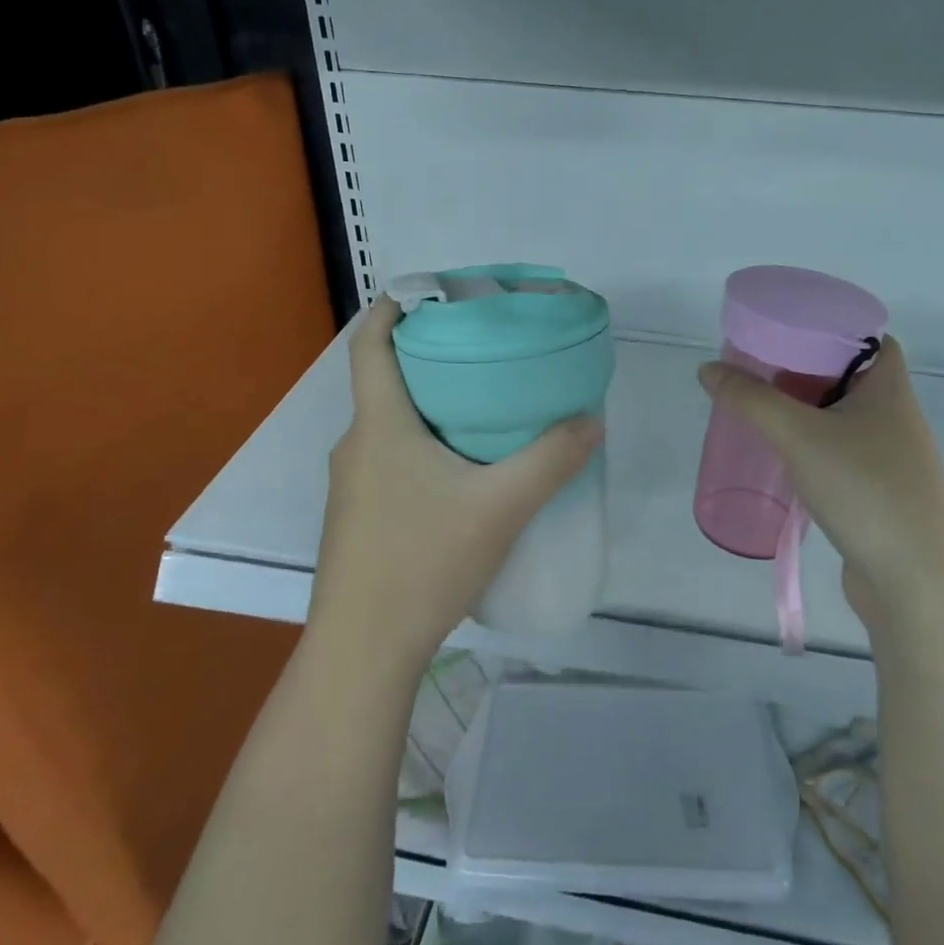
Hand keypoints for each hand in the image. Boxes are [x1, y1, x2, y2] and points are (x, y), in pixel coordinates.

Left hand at [309, 297, 603, 675]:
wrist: (363, 650)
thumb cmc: (422, 561)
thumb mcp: (501, 507)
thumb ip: (551, 460)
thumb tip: (592, 421)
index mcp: (378, 425)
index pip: (370, 343)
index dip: (396, 307)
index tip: (437, 294)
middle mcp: (356, 445)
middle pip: (386, 380)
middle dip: (432, 358)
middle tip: (487, 353)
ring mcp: (351, 485)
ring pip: (391, 424)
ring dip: (431, 407)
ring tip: (485, 411)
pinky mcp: (359, 517)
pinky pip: (391, 459)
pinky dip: (423, 446)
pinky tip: (463, 475)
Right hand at [697, 338, 943, 629]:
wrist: (917, 579)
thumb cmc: (864, 488)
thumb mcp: (799, 435)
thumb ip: (751, 400)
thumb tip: (708, 370)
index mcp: (889, 388)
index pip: (870, 338)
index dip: (832, 328)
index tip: (789, 331)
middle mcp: (895, 417)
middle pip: (850, 378)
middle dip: (807, 371)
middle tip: (761, 369)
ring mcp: (891, 459)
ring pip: (844, 420)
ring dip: (808, 413)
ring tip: (763, 410)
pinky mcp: (880, 495)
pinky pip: (842, 456)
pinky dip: (814, 449)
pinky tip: (784, 459)